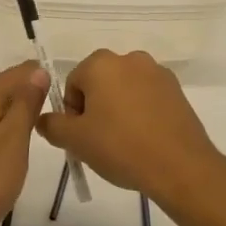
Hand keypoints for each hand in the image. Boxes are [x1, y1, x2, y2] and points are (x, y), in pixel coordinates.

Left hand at [0, 62, 50, 225]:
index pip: (12, 75)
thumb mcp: (14, 141)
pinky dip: (3, 128)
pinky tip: (14, 144)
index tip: (61, 83)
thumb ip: (25, 104)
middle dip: (27, 92)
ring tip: (40, 124)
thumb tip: (36, 71)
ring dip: (15, 111)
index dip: (36, 74)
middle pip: (1, 90)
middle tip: (57, 105)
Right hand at [35, 50, 225, 209]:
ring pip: (124, 90)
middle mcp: (129, 59)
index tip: (82, 137)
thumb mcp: (75, 141)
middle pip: (99, 83)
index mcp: (101, 63)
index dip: (73, 113)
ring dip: (119, 110)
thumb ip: (52, 126)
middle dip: (96, 108)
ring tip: (124, 143)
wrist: (180, 166)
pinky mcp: (177, 90)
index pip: (73, 83)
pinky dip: (142, 113)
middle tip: (100, 141)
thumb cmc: (121, 147)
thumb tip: (44, 119)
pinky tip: (145, 140)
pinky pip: (148, 98)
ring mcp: (157, 72)